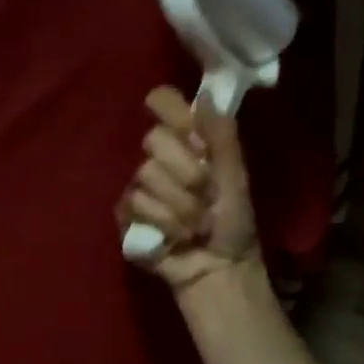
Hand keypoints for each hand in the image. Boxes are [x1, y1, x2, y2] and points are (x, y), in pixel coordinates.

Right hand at [116, 85, 258, 297]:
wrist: (219, 268)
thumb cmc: (233, 224)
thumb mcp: (235, 177)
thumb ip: (222, 137)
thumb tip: (205, 95)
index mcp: (189, 142)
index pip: (164, 103)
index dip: (166, 105)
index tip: (182, 123)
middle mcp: (161, 158)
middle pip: (153, 138)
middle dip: (186, 171)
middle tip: (206, 193)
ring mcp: (141, 185)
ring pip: (146, 174)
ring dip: (179, 205)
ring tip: (196, 224)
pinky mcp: (127, 213)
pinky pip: (135, 203)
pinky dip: (164, 222)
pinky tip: (176, 235)